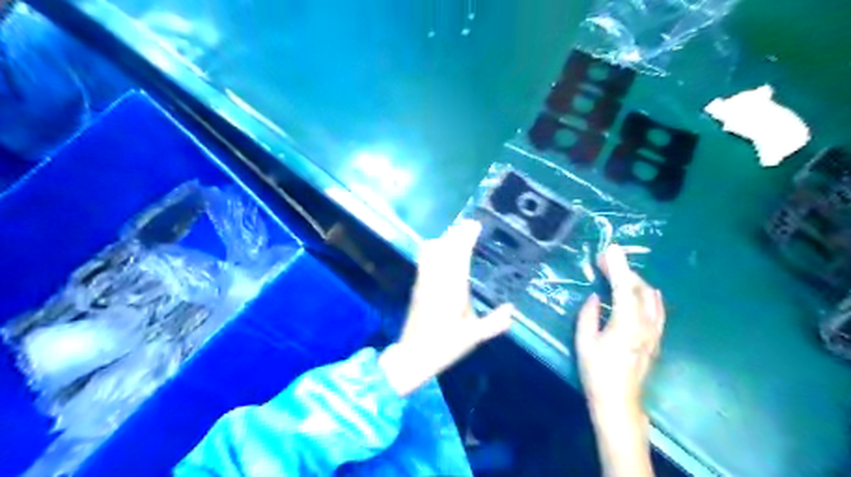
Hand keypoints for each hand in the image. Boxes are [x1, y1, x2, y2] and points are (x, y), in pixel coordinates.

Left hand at [379, 222, 510, 396]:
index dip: (466, 238)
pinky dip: (434, 249)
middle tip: (469, 224)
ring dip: (444, 239)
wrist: (413, 356)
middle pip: (444, 248)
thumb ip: (494, 323)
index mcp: (452, 290)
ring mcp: (424, 282)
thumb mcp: (473, 337)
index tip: (475, 225)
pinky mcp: (417, 286)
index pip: (459, 256)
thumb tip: (511, 310)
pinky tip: (440, 250)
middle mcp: (436, 280)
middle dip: (456, 233)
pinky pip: (424, 260)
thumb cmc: (444, 346)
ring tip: (457, 234)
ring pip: (431, 251)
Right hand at [575, 245, 667, 415]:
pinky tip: (644, 291)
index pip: (623, 288)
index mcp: (626, 324)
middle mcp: (646, 325)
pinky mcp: (656, 339)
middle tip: (606, 259)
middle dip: (624, 270)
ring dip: (635, 281)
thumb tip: (595, 297)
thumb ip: (589, 316)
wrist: (619, 401)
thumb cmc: (597, 372)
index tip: (609, 249)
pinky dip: (649, 295)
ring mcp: (654, 332)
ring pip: (651, 298)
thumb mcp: (584, 342)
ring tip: (619, 273)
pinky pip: (658, 309)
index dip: (617, 267)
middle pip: (640, 289)